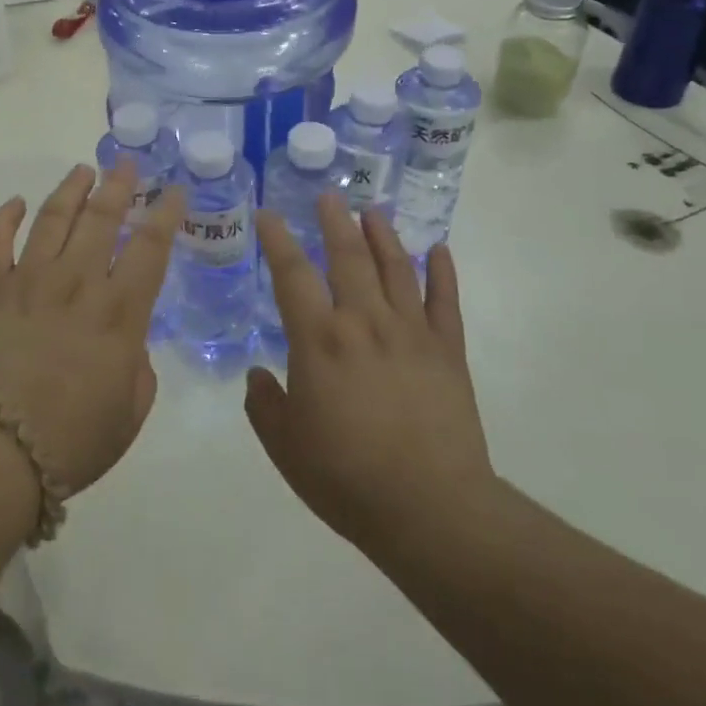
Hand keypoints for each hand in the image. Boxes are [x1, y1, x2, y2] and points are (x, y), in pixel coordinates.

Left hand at [0, 161, 182, 497]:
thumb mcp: (128, 415)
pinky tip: (15, 203)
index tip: (174, 191)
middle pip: (101, 219)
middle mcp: (76, 282)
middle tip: (126, 162)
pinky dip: (4, 217)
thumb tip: (130, 347)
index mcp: (118, 312)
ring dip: (69, 189)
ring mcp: (28, 280)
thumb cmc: (70, 440)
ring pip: (52, 218)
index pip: (150, 248)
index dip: (165, 214)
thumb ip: (138, 373)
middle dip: (118, 185)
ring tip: (82, 170)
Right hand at [246, 198, 498, 553]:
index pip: (291, 274)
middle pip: (348, 257)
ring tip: (372, 211)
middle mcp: (364, 322)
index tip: (269, 214)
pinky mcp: (448, 352)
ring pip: (396, 268)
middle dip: (334, 221)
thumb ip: (263, 404)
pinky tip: (438, 250)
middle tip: (328, 196)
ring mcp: (411, 333)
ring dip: (383, 235)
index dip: (277, 240)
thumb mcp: (284, 446)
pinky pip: (445, 302)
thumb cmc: (346, 477)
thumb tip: (257, 375)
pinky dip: (442, 273)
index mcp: (319, 340)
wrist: (430, 510)